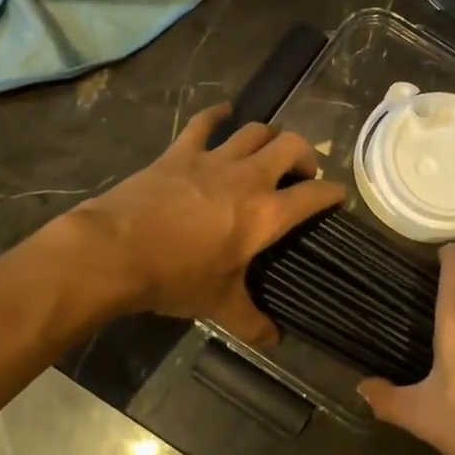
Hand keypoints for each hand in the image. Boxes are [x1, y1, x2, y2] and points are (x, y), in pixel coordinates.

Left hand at [69, 105, 344, 345]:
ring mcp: (214, 159)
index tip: (338, 196)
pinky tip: (225, 112)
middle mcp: (249, 178)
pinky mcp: (181, 152)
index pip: (314, 194)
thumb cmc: (175, 278)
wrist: (116, 252)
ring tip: (270, 149)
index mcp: (266, 214)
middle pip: (291, 146)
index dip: (333, 192)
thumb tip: (274, 341)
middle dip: (305, 155)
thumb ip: (252, 322)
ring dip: (270, 136)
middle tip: (301, 173)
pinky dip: (218, 115)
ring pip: (255, 131)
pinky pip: (205, 123)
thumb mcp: (219, 305)